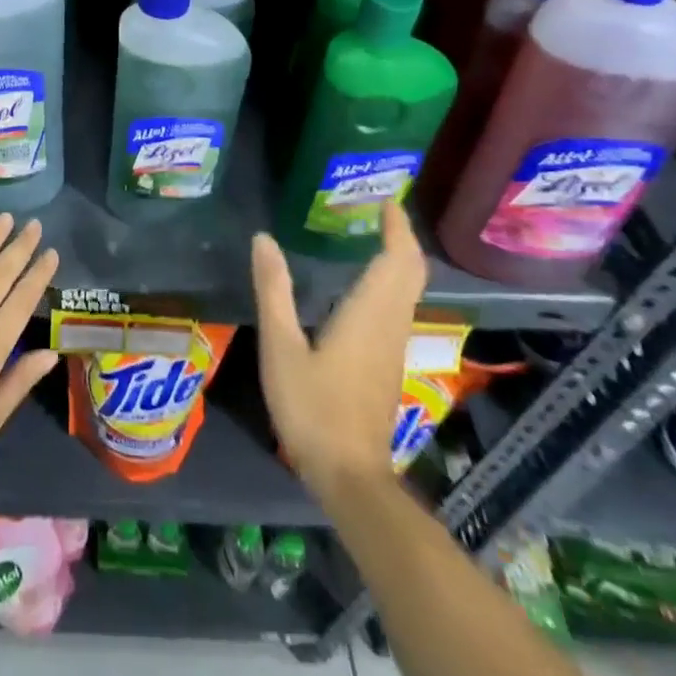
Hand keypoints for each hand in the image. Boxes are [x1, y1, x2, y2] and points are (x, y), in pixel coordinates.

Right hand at [251, 201, 425, 491]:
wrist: (349, 475)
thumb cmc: (313, 407)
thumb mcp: (281, 346)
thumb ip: (274, 290)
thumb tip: (264, 239)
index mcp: (369, 314)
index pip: (398, 260)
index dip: (397, 227)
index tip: (386, 199)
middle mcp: (390, 324)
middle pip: (411, 272)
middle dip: (402, 238)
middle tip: (379, 210)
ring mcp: (393, 347)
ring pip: (408, 291)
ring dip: (398, 259)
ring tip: (371, 235)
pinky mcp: (388, 364)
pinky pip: (399, 308)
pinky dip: (390, 282)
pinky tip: (363, 284)